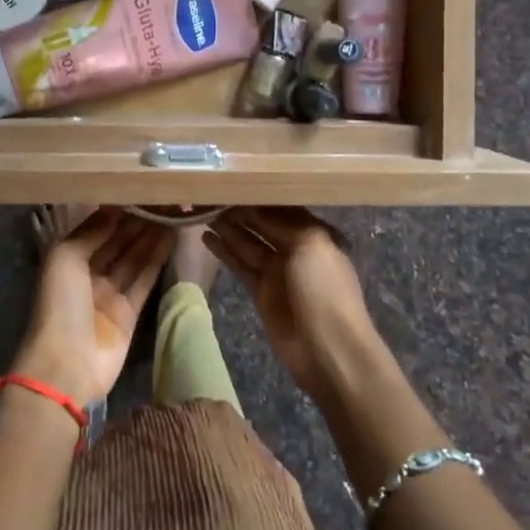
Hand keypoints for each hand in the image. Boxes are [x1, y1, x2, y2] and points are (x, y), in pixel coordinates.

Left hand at [14, 209, 171, 406]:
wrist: (66, 364)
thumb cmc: (59, 304)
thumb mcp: (65, 257)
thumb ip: (91, 232)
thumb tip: (114, 208)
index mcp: (67, 259)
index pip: (95, 229)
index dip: (116, 212)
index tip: (138, 191)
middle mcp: (88, 274)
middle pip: (116, 242)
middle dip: (136, 222)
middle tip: (161, 199)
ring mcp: (109, 294)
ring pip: (133, 258)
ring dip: (150, 237)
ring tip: (171, 212)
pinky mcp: (129, 313)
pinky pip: (144, 280)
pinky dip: (156, 259)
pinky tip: (170, 238)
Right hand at [204, 207, 388, 404]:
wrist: (328, 349)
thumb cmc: (324, 289)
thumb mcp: (310, 244)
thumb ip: (281, 222)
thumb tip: (252, 206)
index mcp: (315, 233)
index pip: (282, 207)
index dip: (258, 195)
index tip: (232, 181)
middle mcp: (296, 248)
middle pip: (262, 224)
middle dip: (240, 209)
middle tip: (210, 193)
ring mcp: (277, 271)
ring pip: (248, 242)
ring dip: (228, 227)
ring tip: (202, 209)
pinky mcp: (261, 291)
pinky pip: (240, 265)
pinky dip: (224, 251)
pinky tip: (206, 236)